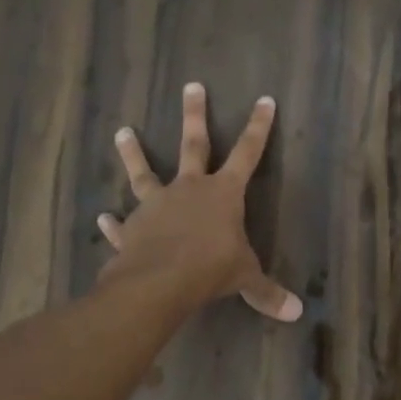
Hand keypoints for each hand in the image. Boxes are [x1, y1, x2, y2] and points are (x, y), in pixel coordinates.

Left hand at [96, 82, 303, 321]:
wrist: (159, 282)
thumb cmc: (211, 269)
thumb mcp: (245, 278)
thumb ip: (267, 292)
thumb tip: (297, 314)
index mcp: (223, 193)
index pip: (248, 153)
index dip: (258, 128)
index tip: (264, 100)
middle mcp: (189, 189)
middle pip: (194, 144)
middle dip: (195, 115)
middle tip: (191, 85)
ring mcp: (156, 205)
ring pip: (144, 172)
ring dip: (133, 153)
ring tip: (122, 131)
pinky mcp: (132, 227)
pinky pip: (122, 223)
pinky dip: (113, 223)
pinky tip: (103, 218)